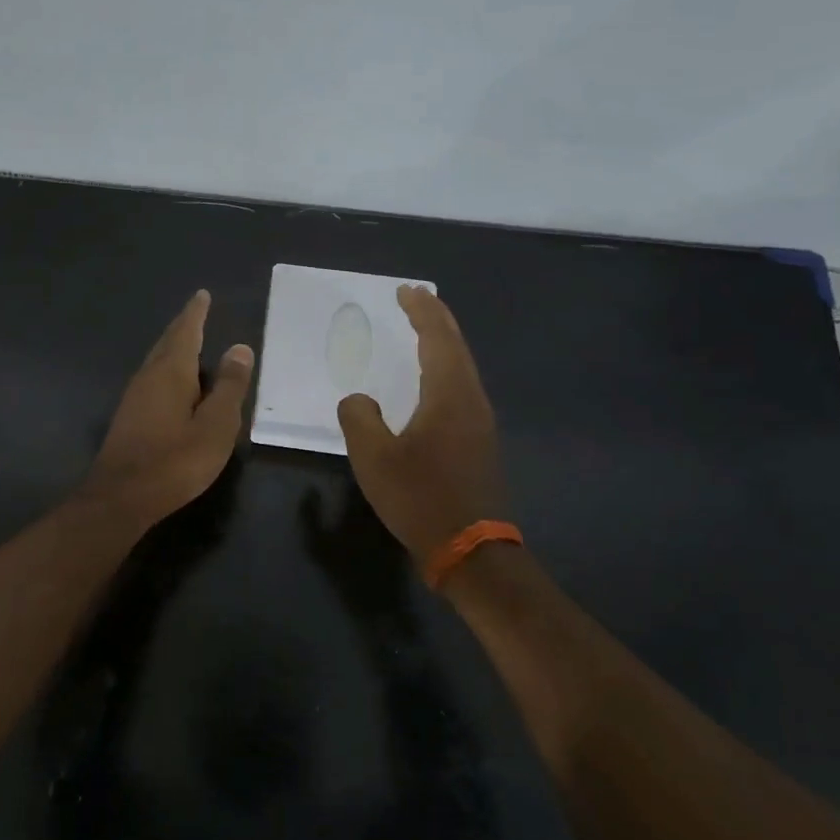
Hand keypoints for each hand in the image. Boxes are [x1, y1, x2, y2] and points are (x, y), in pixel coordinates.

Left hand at [78, 290, 255, 530]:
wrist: (121, 497)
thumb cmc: (175, 460)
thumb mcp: (216, 425)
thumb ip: (229, 386)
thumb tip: (240, 348)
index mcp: (171, 372)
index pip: (186, 332)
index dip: (195, 313)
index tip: (201, 295)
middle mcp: (149, 376)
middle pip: (167, 342)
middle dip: (183, 326)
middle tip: (196, 312)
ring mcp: (134, 396)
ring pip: (157, 360)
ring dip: (173, 347)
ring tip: (188, 341)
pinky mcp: (129, 416)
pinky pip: (152, 378)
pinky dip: (166, 368)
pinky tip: (172, 383)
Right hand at [337, 286, 507, 567]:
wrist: (471, 549)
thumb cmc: (420, 498)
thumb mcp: (374, 458)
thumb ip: (359, 419)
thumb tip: (359, 400)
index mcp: (449, 394)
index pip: (437, 338)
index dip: (421, 311)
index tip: (405, 291)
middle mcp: (471, 399)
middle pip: (456, 346)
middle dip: (436, 318)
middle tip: (415, 298)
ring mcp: (480, 420)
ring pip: (462, 366)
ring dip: (443, 342)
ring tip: (423, 329)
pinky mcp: (479, 440)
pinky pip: (462, 386)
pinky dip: (446, 366)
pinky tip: (432, 378)